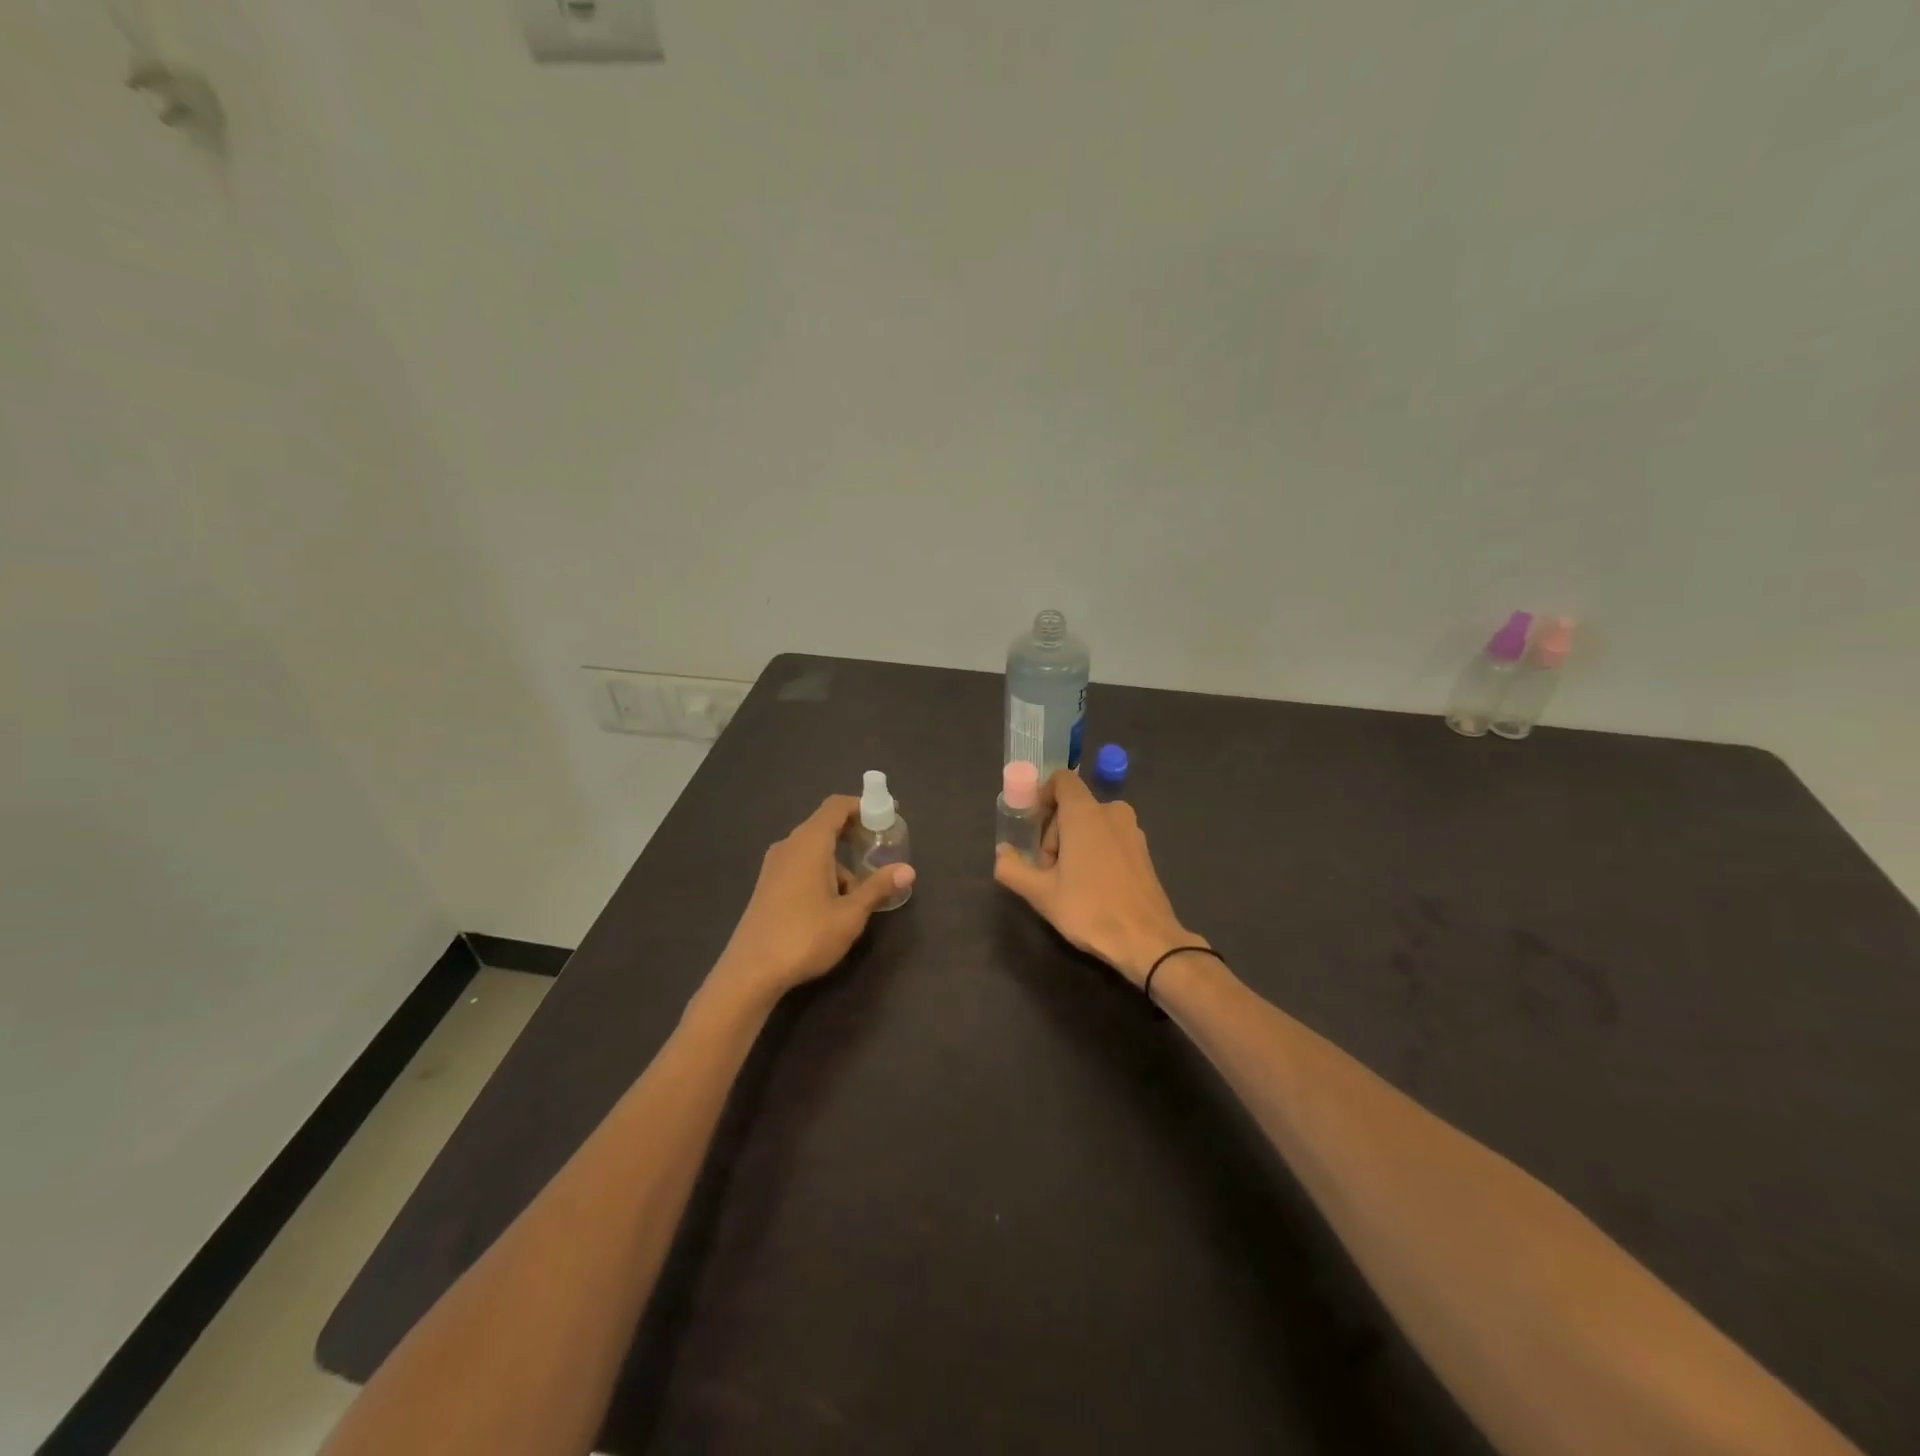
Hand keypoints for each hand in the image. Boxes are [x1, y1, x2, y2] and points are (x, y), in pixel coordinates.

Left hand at [710, 795, 913, 1006]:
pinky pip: (801, 865)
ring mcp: (774, 866)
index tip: (886, 816)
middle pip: (825, 826)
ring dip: (839, 862)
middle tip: (879, 851)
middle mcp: (789, 846)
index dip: (863, 806)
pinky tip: (833, 905)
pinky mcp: (767, 885)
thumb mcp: (850, 914)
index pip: (836, 806)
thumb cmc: (805, 936)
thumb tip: (907, 870)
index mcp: (810, 843)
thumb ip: (878, 887)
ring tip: (860, 893)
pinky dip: (822, 872)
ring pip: (814, 850)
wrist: (750, 972)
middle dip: (854, 835)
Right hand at [994, 770, 1199, 987]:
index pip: (1062, 780)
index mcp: (1085, 813)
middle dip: (1054, 833)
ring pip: (1092, 823)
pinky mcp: (1143, 850)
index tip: (1032, 827)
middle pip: (1072, 806)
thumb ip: (1012, 869)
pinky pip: (1110, 837)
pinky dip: (1096, 852)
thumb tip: (1002, 853)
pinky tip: (1094, 887)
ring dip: (1074, 844)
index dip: (1043, 795)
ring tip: (1070, 883)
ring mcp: (1132, 830)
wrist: (1147, 941)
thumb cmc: (1089, 910)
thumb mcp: (1041, 893)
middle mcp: (1111, 812)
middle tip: (1048, 871)